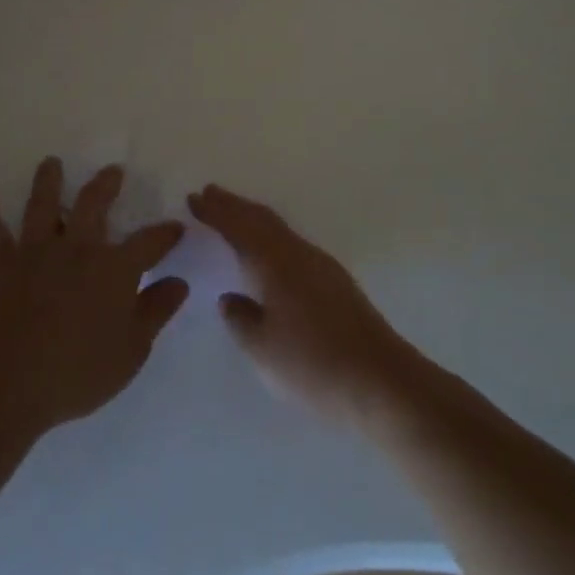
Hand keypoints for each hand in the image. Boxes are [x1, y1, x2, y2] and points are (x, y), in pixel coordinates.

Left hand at [0, 157, 188, 436]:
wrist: (11, 379)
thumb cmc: (79, 370)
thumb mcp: (132, 349)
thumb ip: (156, 311)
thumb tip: (179, 282)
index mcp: (115, 268)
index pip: (149, 242)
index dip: (165, 234)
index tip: (176, 227)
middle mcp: (78, 248)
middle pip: (94, 205)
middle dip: (106, 185)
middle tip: (112, 171)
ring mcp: (37, 251)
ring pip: (44, 205)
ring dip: (49, 181)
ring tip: (51, 162)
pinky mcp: (1, 263)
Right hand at [189, 185, 418, 427]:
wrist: (381, 381)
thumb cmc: (313, 366)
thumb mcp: (262, 350)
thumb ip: (240, 319)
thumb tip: (231, 298)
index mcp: (274, 265)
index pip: (238, 228)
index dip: (215, 212)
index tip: (193, 198)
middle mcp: (298, 254)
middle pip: (261, 219)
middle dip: (234, 205)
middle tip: (209, 193)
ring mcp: (321, 265)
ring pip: (279, 229)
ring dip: (253, 217)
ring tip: (234, 213)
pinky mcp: (335, 281)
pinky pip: (292, 242)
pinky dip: (271, 234)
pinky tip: (270, 249)